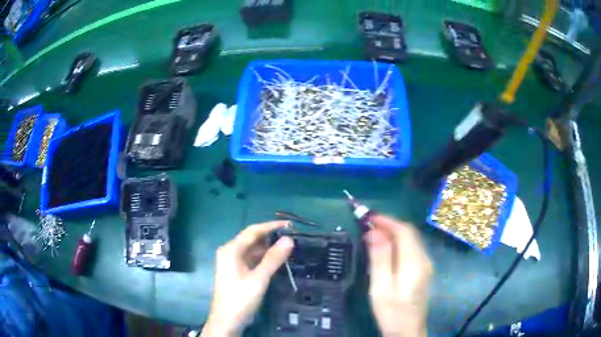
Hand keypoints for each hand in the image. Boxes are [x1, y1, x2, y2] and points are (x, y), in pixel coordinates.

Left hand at [203, 221, 293, 336]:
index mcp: (231, 250)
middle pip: (252, 239)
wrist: (227, 320)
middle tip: (292, 236)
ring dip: (268, 248)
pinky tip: (277, 260)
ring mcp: (232, 262)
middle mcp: (230, 252)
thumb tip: (289, 239)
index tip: (289, 225)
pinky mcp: (237, 272)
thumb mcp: (259, 279)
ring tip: (288, 247)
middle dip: (271, 237)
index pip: (253, 231)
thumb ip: (273, 259)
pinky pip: (252, 259)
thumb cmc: (240, 298)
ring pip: (253, 250)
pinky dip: (264, 258)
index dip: (271, 226)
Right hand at [366, 215, 432, 336]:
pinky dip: (398, 242)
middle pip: (409, 233)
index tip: (367, 216)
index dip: (386, 220)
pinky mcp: (423, 271)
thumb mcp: (381, 288)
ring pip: (411, 240)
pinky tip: (385, 249)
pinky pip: (411, 249)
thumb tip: (374, 232)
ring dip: (393, 232)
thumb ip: (380, 260)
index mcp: (414, 263)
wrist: (408, 331)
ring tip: (373, 234)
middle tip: (367, 224)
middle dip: (389, 224)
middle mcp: (424, 259)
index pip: (404, 231)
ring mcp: (425, 265)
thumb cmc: (392, 313)